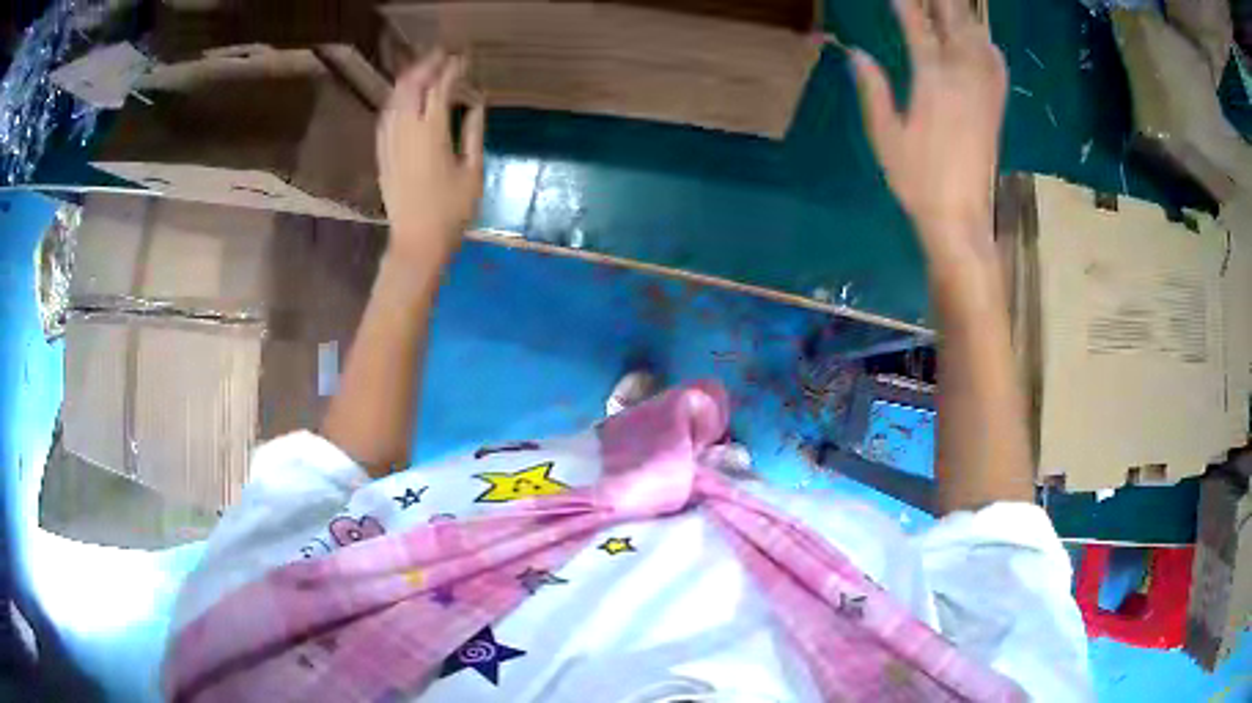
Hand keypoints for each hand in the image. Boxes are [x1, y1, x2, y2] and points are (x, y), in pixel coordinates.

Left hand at [377, 51, 485, 264]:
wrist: (416, 243)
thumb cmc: (451, 212)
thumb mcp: (473, 172)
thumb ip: (474, 133)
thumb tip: (477, 104)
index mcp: (432, 133)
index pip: (440, 89)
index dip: (452, 70)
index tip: (463, 59)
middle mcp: (406, 131)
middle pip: (412, 87)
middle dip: (427, 66)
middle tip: (442, 55)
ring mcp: (389, 143)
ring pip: (395, 100)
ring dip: (408, 80)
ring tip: (422, 68)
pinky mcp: (382, 156)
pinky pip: (385, 118)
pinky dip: (395, 101)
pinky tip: (401, 98)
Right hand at [851, 0, 1006, 261]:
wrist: (961, 218)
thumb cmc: (918, 180)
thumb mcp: (885, 137)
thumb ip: (873, 91)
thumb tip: (856, 54)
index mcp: (932, 82)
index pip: (918, 29)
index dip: (907, 5)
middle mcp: (963, 79)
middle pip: (955, 26)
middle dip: (943, 4)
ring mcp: (984, 93)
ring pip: (979, 41)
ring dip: (966, 18)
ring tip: (954, 7)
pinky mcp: (995, 110)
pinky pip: (998, 68)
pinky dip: (990, 47)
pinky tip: (985, 39)